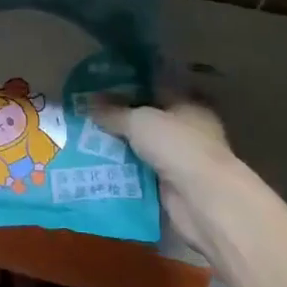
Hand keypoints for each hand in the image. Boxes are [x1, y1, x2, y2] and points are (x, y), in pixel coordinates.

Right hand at [94, 100, 239, 255]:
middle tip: (85, 115)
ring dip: (119, 148)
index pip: (156, 88)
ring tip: (83, 141)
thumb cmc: (177, 146)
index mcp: (188, 105)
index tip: (99, 87)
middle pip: (148, 120)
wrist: (202, 199)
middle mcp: (187, 130)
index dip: (129, 86)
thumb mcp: (139, 121)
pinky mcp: (171, 186)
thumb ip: (113, 112)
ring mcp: (180, 160)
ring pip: (142, 148)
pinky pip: (140, 173)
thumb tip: (87, 103)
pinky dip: (123, 172)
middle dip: (119, 119)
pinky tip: (96, 167)